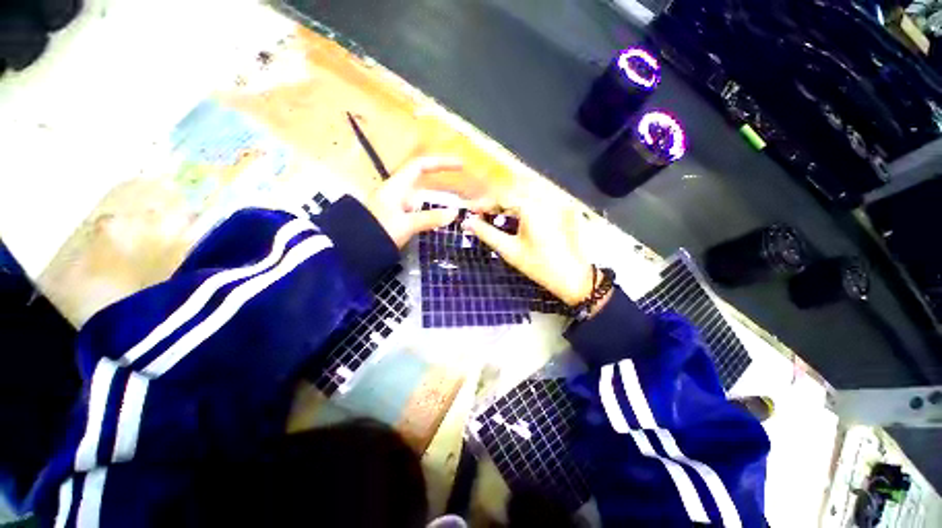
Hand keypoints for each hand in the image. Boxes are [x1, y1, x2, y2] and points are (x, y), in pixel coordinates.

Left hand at [364, 156, 462, 247]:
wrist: (353, 248)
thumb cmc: (379, 231)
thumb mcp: (406, 224)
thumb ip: (430, 218)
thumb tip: (454, 213)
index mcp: (397, 186)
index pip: (421, 165)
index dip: (441, 162)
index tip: (460, 165)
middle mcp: (397, 191)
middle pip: (423, 180)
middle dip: (442, 180)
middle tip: (462, 187)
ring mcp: (396, 204)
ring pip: (421, 196)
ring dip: (438, 199)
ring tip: (455, 205)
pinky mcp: (397, 216)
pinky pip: (418, 209)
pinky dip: (431, 211)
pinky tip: (440, 218)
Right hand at [462, 188, 601, 308]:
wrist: (573, 277)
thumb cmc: (539, 266)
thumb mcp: (509, 250)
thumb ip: (486, 233)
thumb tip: (467, 223)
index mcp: (531, 207)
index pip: (501, 197)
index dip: (483, 203)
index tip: (470, 212)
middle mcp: (545, 198)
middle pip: (513, 189)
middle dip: (495, 199)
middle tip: (483, 213)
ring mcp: (556, 201)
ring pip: (526, 190)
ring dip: (509, 199)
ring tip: (497, 213)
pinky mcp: (563, 207)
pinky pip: (539, 197)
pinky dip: (524, 202)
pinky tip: (517, 214)